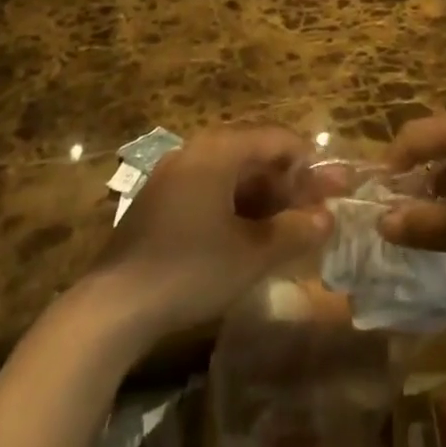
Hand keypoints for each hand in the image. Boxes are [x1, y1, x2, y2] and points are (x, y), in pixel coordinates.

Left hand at [89, 126, 332, 344]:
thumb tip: (328, 218)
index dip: (309, 162)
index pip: (277, 139)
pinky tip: (253, 236)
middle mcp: (196, 152)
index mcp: (219, 151)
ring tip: (292, 226)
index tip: (333, 189)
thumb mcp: (252, 254)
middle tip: (319, 209)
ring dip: (266, 198)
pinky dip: (238, 208)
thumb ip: (295, 231)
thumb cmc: (190, 269)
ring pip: (233, 176)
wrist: (112, 307)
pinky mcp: (161, 203)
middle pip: (255, 156)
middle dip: (290, 183)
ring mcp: (174, 176)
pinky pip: (211, 191)